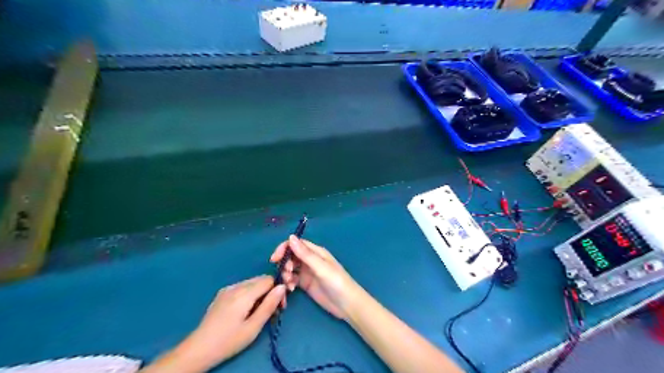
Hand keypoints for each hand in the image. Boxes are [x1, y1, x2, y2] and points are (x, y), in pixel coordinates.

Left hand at [139, 274, 285, 372]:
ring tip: (259, 312)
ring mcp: (227, 289)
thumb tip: (283, 287)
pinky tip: (246, 310)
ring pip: (252, 283)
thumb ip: (269, 305)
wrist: (198, 349)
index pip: (269, 280)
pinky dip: (250, 294)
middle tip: (273, 311)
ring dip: (260, 293)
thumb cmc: (229, 341)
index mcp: (244, 293)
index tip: (280, 307)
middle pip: (261, 280)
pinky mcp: (222, 294)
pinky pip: (242, 287)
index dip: (278, 290)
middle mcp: (235, 286)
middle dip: (270, 291)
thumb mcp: (253, 327)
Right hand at [271, 235, 362, 319]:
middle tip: (287, 274)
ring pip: (290, 268)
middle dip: (285, 264)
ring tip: (290, 285)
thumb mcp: (321, 267)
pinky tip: (291, 290)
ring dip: (285, 274)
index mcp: (316, 252)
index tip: (275, 259)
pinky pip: (292, 279)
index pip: (296, 244)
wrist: (347, 305)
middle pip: (291, 256)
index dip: (284, 248)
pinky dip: (288, 283)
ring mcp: (307, 272)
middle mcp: (310, 260)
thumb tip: (290, 237)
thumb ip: (305, 254)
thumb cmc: (337, 282)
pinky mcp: (305, 284)